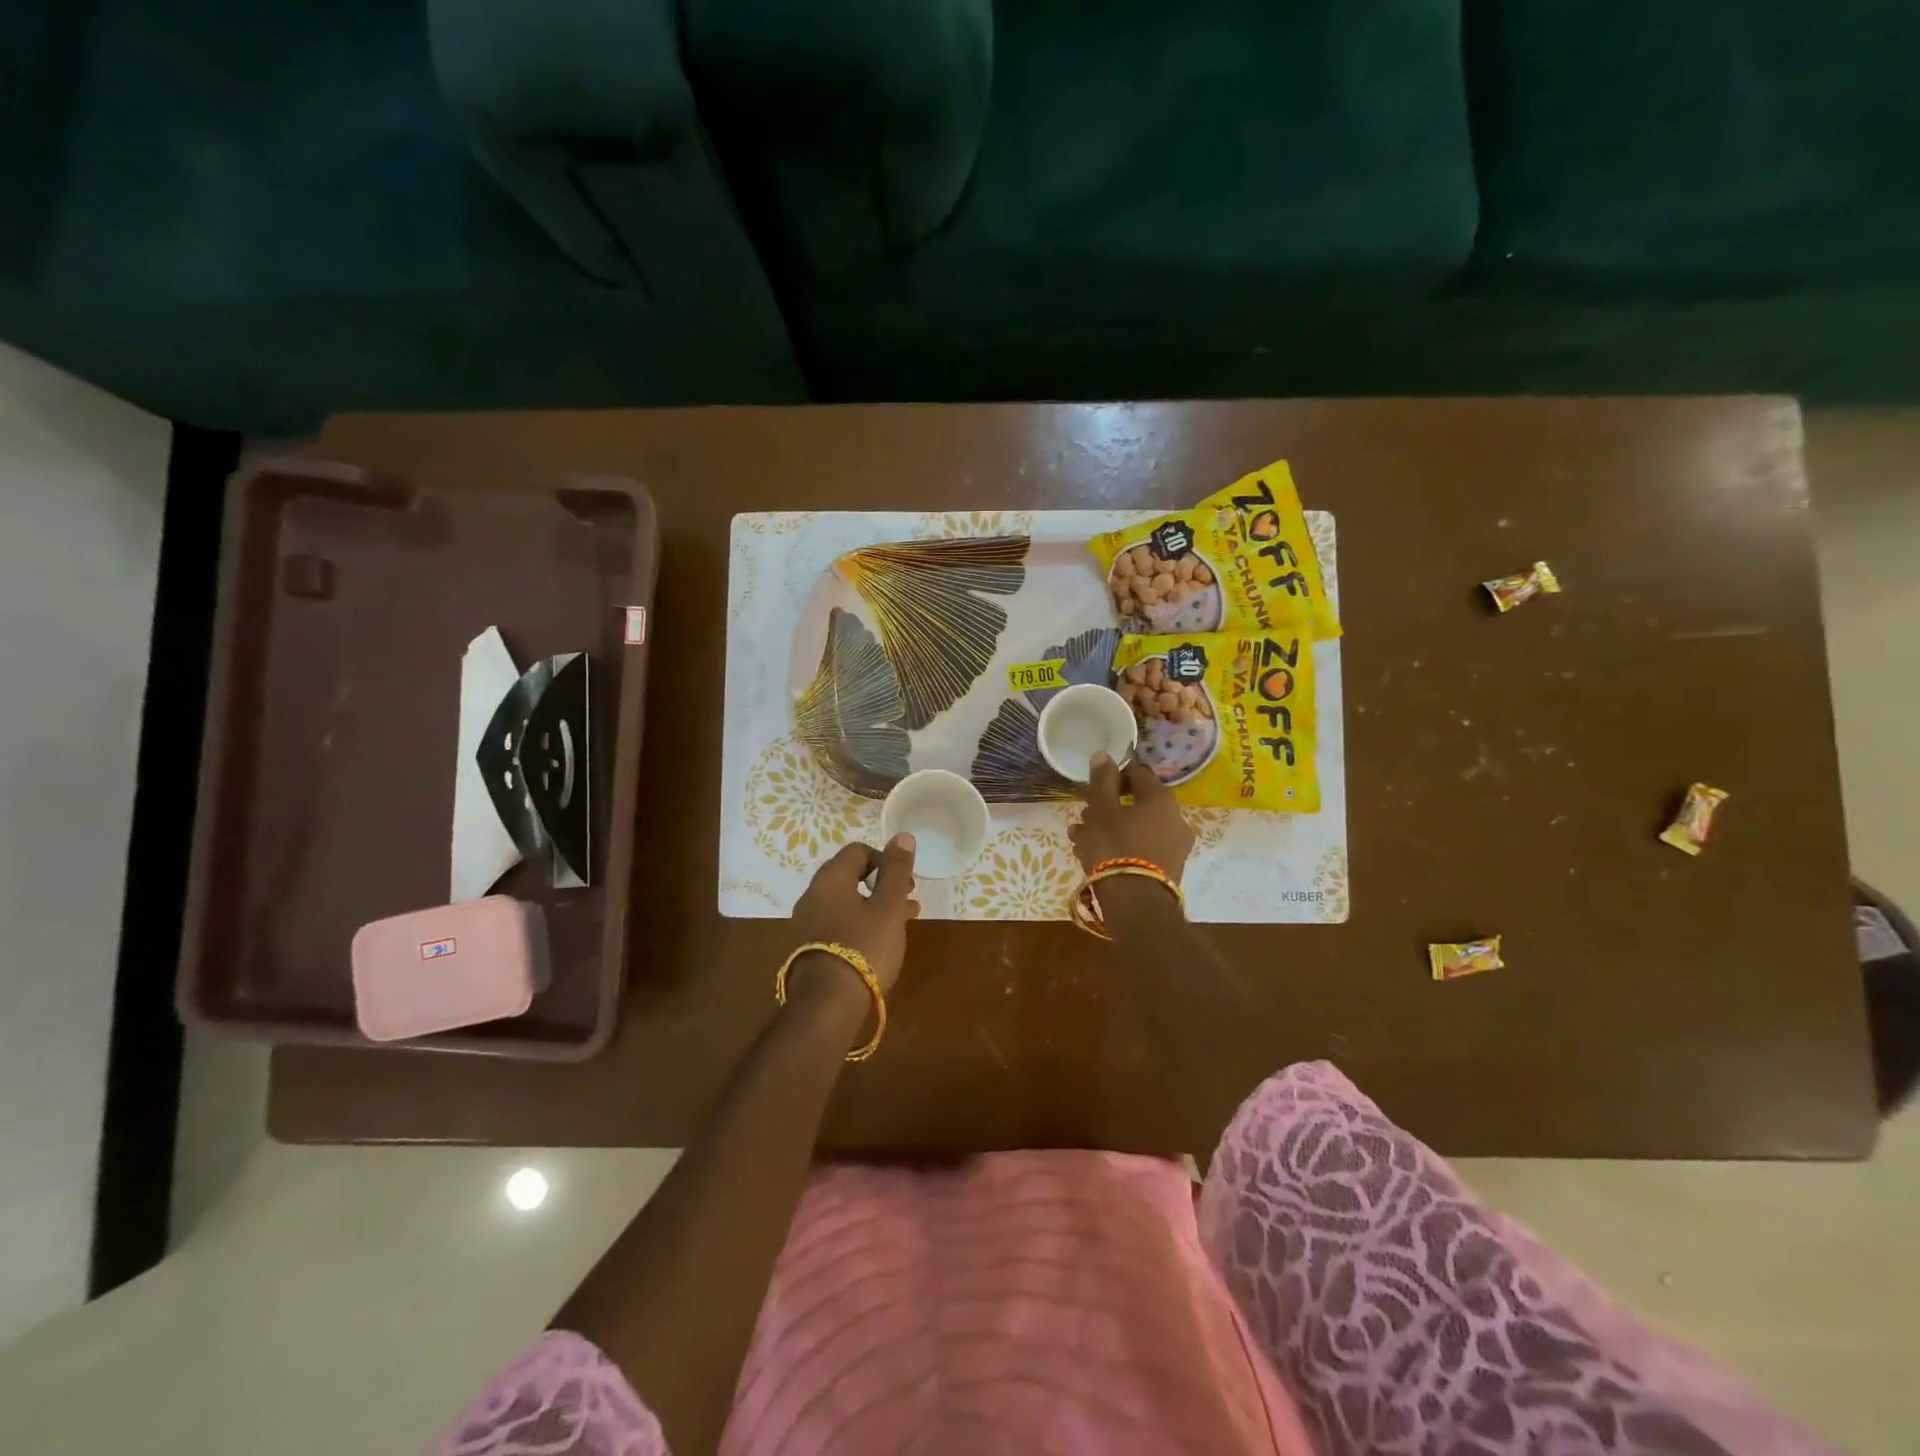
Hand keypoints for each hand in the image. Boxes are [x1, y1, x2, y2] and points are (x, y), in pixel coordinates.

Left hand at [789, 835, 920, 996]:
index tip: (904, 883)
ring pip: (845, 903)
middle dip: (881, 885)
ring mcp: (806, 923)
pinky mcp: (807, 948)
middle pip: (850, 876)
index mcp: (830, 879)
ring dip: (873, 906)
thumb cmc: (864, 947)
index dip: (885, 860)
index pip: (858, 851)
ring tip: (901, 924)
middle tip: (907, 902)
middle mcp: (812, 895)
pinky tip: (878, 944)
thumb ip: (896, 870)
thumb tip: (902, 835)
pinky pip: (837, 924)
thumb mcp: (889, 907)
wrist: (826, 1005)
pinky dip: (859, 925)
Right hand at [1069, 753, 1193, 881]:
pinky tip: (1093, 857)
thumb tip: (1104, 755)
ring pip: (1135, 828)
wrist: (1136, 905)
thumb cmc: (1115, 847)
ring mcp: (1174, 847)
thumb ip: (1102, 780)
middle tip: (1083, 818)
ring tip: (1080, 841)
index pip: (1137, 773)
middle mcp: (1175, 819)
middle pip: (1135, 803)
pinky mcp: (1167, 869)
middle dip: (1106, 808)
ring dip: (1108, 829)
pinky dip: (1120, 847)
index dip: (1113, 776)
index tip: (1093, 788)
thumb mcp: (1101, 810)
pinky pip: (1140, 848)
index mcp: (1161, 799)